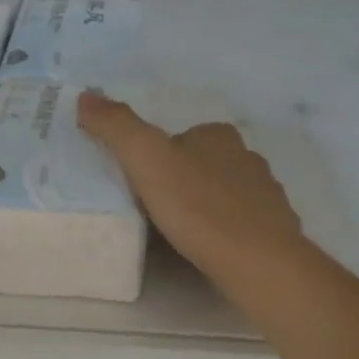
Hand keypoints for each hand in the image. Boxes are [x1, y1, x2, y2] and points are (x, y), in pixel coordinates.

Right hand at [78, 92, 307, 289]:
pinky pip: (238, 223)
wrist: (258, 262)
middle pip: (200, 164)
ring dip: (200, 207)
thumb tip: (86, 95)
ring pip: (221, 193)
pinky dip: (222, 231)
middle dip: (178, 182)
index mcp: (218, 135)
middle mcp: (246, 157)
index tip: (137, 185)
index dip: (154, 158)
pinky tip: (208, 249)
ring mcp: (265, 194)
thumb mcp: (146, 159)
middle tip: (151, 211)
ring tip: (177, 233)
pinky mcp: (273, 229)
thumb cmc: (199, 207)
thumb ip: (116, 126)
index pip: (178, 137)